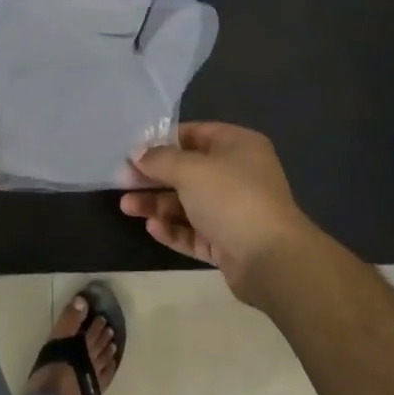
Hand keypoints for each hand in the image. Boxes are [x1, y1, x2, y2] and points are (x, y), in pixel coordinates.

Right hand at [122, 122, 322, 303]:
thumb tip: (138, 153)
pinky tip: (153, 228)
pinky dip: (174, 228)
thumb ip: (160, 159)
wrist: (271, 259)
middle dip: (154, 177)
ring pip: (188, 203)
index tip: (133, 153)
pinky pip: (195, 231)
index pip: (194, 135)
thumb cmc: (231, 198)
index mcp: (238, 146)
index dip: (162, 142)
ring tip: (127, 207)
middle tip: (122, 182)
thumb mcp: (190, 169)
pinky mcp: (229, 242)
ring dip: (158, 204)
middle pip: (188, 171)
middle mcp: (238, 174)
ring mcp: (234, 210)